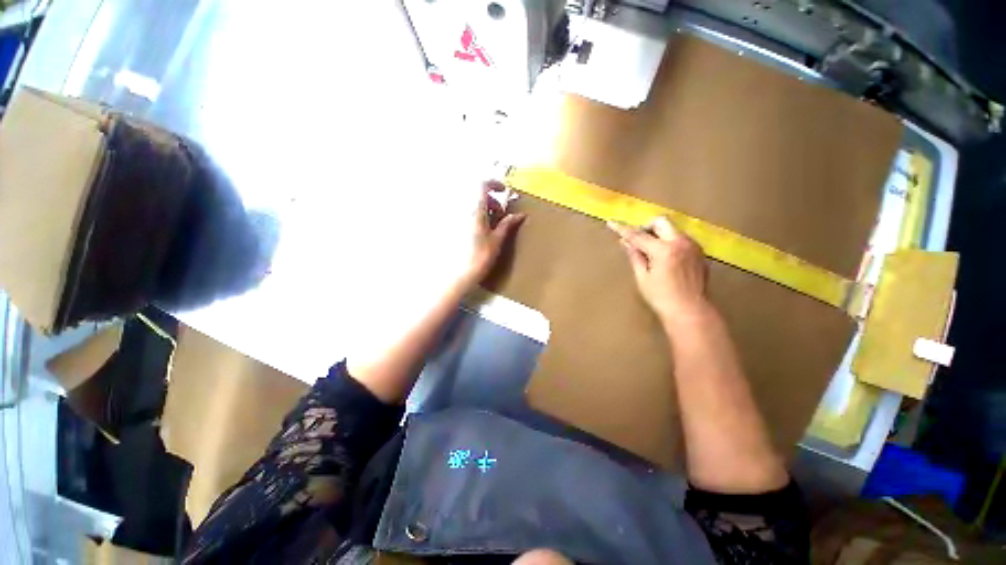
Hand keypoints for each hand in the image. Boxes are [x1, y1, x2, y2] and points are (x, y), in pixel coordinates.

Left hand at [462, 180, 525, 287]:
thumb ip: (507, 224)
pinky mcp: (455, 227)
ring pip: (472, 204)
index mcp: (475, 211)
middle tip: (500, 215)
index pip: (482, 185)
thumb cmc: (481, 257)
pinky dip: (476, 216)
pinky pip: (466, 214)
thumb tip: (520, 214)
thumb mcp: (497, 240)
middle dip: (491, 200)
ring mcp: (457, 219)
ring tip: (492, 224)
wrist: (461, 274)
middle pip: (478, 195)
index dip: (494, 184)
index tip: (504, 191)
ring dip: (484, 208)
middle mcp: (463, 211)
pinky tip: (482, 230)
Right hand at [608, 217, 708, 324]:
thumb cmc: (661, 297)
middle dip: (646, 227)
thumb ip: (635, 256)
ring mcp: (693, 246)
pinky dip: (670, 243)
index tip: (611, 223)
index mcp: (664, 250)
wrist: (690, 311)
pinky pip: (681, 239)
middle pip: (661, 222)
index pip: (638, 235)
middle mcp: (681, 243)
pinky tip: (665, 259)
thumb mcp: (643, 277)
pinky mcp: (699, 252)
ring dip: (659, 235)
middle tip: (638, 241)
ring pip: (672, 230)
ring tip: (651, 253)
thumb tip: (626, 242)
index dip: (623, 229)